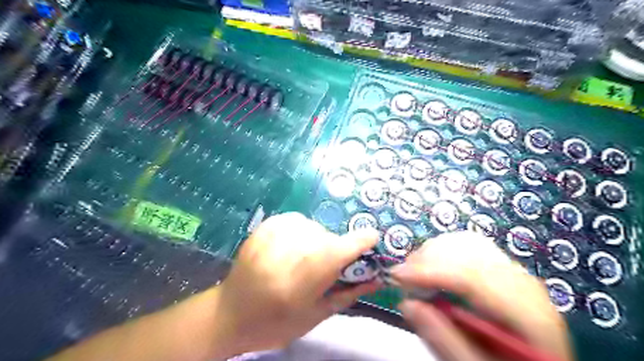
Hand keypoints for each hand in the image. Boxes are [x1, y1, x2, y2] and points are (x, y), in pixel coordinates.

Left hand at [213, 211, 378, 354]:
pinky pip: (298, 220)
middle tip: (325, 267)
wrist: (230, 313)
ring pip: (315, 227)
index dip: (360, 242)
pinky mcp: (266, 225)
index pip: (339, 250)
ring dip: (318, 241)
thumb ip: (348, 293)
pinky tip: (292, 248)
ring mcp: (274, 234)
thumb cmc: (276, 323)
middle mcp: (288, 251)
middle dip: (335, 250)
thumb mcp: (316, 315)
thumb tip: (377, 277)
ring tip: (303, 259)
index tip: (371, 239)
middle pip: (328, 238)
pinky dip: (303, 232)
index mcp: (301, 280)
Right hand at [393, 231, 573, 359]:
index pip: (472, 277)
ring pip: (467, 242)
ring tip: (414, 272)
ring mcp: (514, 271)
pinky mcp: (503, 268)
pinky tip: (431, 267)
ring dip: (433, 252)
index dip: (429, 272)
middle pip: (468, 251)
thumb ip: (444, 341)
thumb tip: (407, 304)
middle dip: (427, 258)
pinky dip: (443, 251)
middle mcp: (524, 283)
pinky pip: (469, 245)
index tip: (396, 276)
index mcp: (528, 314)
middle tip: (401, 278)